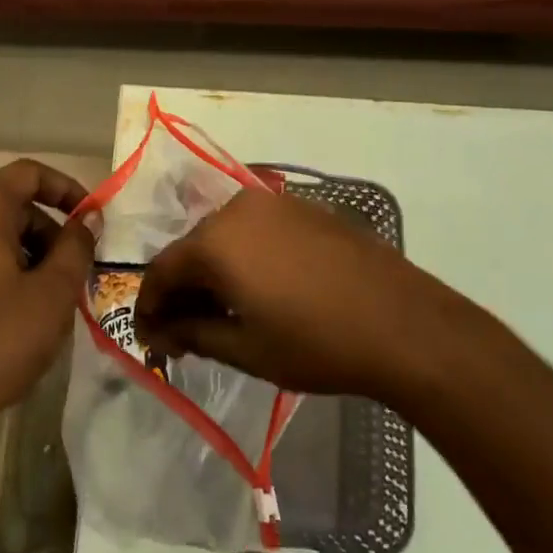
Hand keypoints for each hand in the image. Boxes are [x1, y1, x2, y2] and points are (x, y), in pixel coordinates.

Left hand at [0, 161, 94, 461]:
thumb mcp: (51, 295)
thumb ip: (76, 248)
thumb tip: (88, 221)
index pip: (28, 174)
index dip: (66, 189)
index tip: (90, 220)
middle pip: (6, 205)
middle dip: (45, 231)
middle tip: (70, 271)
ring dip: (19, 254)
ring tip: (40, 298)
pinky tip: (2, 315)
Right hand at [135, 188, 466, 399]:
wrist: (402, 323)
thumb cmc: (316, 342)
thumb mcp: (245, 348)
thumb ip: (193, 334)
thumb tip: (160, 332)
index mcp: (215, 240)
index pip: (162, 270)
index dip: (150, 307)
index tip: (150, 340)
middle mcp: (238, 209)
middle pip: (192, 249)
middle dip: (182, 290)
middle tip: (183, 333)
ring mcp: (275, 204)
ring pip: (224, 237)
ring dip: (214, 273)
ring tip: (221, 314)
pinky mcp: (306, 209)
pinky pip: (256, 231)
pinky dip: (244, 258)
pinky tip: (259, 289)